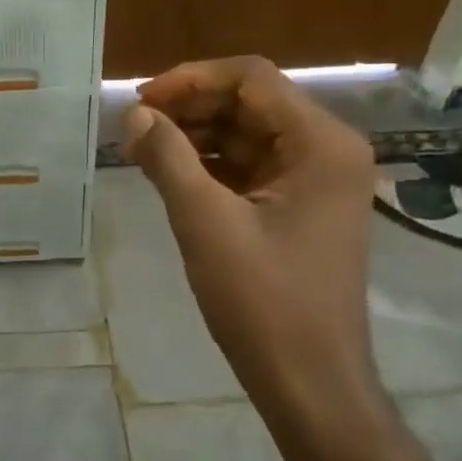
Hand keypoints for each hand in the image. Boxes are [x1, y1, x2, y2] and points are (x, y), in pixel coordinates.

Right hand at [124, 56, 380, 419]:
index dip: (190, 80)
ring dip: (195, 136)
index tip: (140, 102)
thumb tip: (136, 114)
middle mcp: (328, 150)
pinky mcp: (301, 207)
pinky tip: (169, 174)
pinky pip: (251, 167)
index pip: (251, 78)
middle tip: (133, 129)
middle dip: (189, 109)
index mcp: (321, 143)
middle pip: (250, 103)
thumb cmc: (263, 302)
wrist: (309, 382)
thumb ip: (168, 158)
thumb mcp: (205, 223)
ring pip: (247, 134)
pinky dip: (211, 165)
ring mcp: (317, 180)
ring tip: (141, 151)